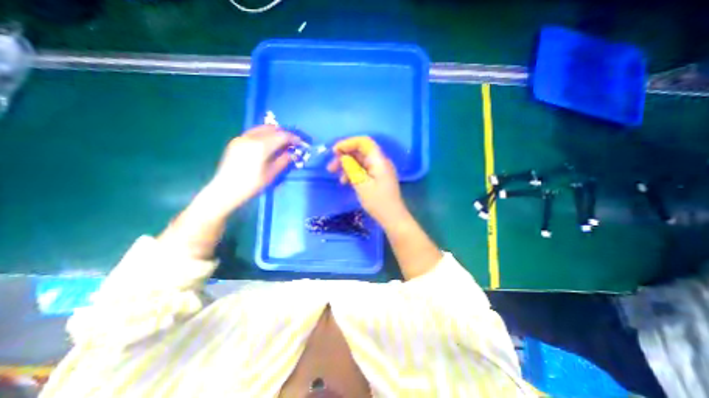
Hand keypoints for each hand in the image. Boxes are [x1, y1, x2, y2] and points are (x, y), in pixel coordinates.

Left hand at [209, 124, 299, 210]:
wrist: (226, 189)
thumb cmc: (251, 184)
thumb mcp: (271, 174)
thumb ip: (283, 160)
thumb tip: (292, 154)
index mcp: (261, 146)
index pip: (282, 136)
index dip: (293, 138)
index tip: (300, 142)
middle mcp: (251, 137)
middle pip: (272, 129)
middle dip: (284, 134)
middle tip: (291, 143)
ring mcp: (242, 138)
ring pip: (262, 129)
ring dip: (274, 133)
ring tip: (281, 143)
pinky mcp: (236, 141)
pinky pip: (254, 133)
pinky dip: (264, 135)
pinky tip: (267, 145)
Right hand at [328, 137, 409, 225]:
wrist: (392, 218)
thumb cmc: (378, 202)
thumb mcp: (361, 184)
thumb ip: (351, 168)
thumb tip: (344, 158)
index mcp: (379, 160)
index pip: (364, 142)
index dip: (348, 143)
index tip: (334, 151)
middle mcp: (380, 162)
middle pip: (361, 152)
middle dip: (345, 156)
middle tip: (331, 167)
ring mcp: (379, 170)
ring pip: (361, 162)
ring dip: (347, 166)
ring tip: (337, 177)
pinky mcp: (378, 178)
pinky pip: (364, 170)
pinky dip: (354, 173)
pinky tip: (346, 182)